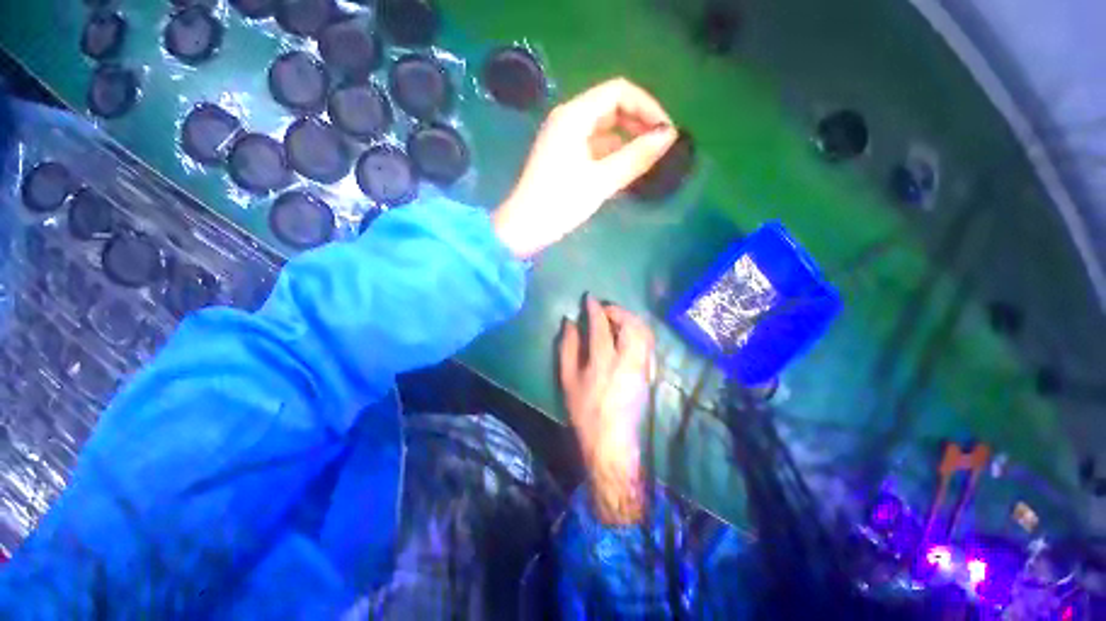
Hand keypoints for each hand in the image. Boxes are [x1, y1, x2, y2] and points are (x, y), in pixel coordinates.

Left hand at [493, 78, 678, 258]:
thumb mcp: (600, 181)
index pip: (618, 92)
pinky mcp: (563, 157)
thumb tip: (669, 136)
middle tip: (661, 146)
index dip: (647, 106)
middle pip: (611, 107)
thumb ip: (635, 157)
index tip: (666, 131)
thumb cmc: (559, 204)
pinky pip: (594, 146)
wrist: (524, 228)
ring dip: (627, 139)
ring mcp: (564, 139)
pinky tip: (627, 168)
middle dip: (639, 123)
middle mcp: (568, 120)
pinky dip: (612, 153)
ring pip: (604, 129)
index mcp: (574, 116)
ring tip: (649, 158)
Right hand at [559, 295, 654, 523]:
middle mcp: (627, 360)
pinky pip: (648, 343)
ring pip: (644, 332)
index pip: (601, 325)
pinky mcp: (649, 372)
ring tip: (616, 319)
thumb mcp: (568, 379)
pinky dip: (639, 330)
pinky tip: (627, 334)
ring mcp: (642, 366)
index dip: (595, 308)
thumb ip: (568, 347)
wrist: (611, 440)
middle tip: (605, 309)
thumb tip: (570, 322)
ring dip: (630, 318)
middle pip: (630, 324)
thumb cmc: (584, 410)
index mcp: (603, 362)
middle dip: (618, 310)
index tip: (589, 298)